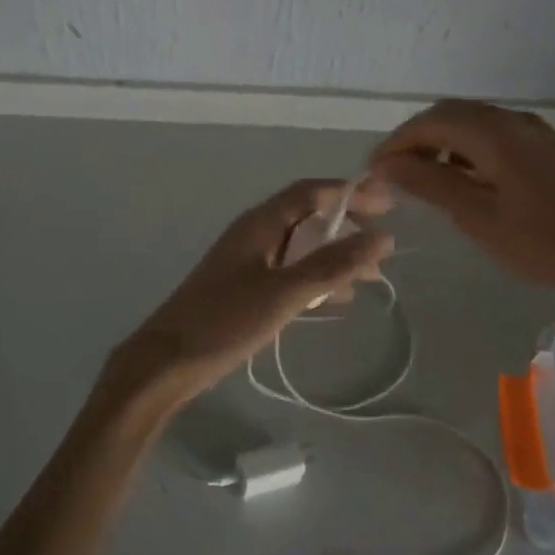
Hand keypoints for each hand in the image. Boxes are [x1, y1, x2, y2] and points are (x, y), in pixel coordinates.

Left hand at [104, 179, 394, 410]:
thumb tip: (383, 236)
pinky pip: (288, 272)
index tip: (388, 205)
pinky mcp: (243, 289)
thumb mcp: (286, 292)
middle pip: (306, 217)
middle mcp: (253, 234)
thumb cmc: (225, 321)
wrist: (167, 362)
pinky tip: (335, 300)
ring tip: (370, 277)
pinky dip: (315, 278)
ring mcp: (246, 262)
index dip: (349, 193)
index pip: (310, 192)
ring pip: (299, 248)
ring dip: (334, 256)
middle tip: (383, 244)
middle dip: (346, 226)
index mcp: (259, 223)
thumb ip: (333, 264)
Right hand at [370, 99, 554, 308]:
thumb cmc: (541, 243)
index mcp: (495, 133)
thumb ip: (429, 183)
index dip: (397, 142)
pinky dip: (468, 147)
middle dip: (417, 138)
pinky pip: (496, 133)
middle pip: (451, 114)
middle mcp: (514, 120)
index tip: (373, 170)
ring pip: (474, 122)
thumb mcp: (477, 216)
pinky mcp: (548, 147)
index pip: (431, 122)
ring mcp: (535, 131)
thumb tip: (384, 163)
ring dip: (443, 141)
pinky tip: (465, 178)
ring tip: (424, 177)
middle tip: (394, 172)